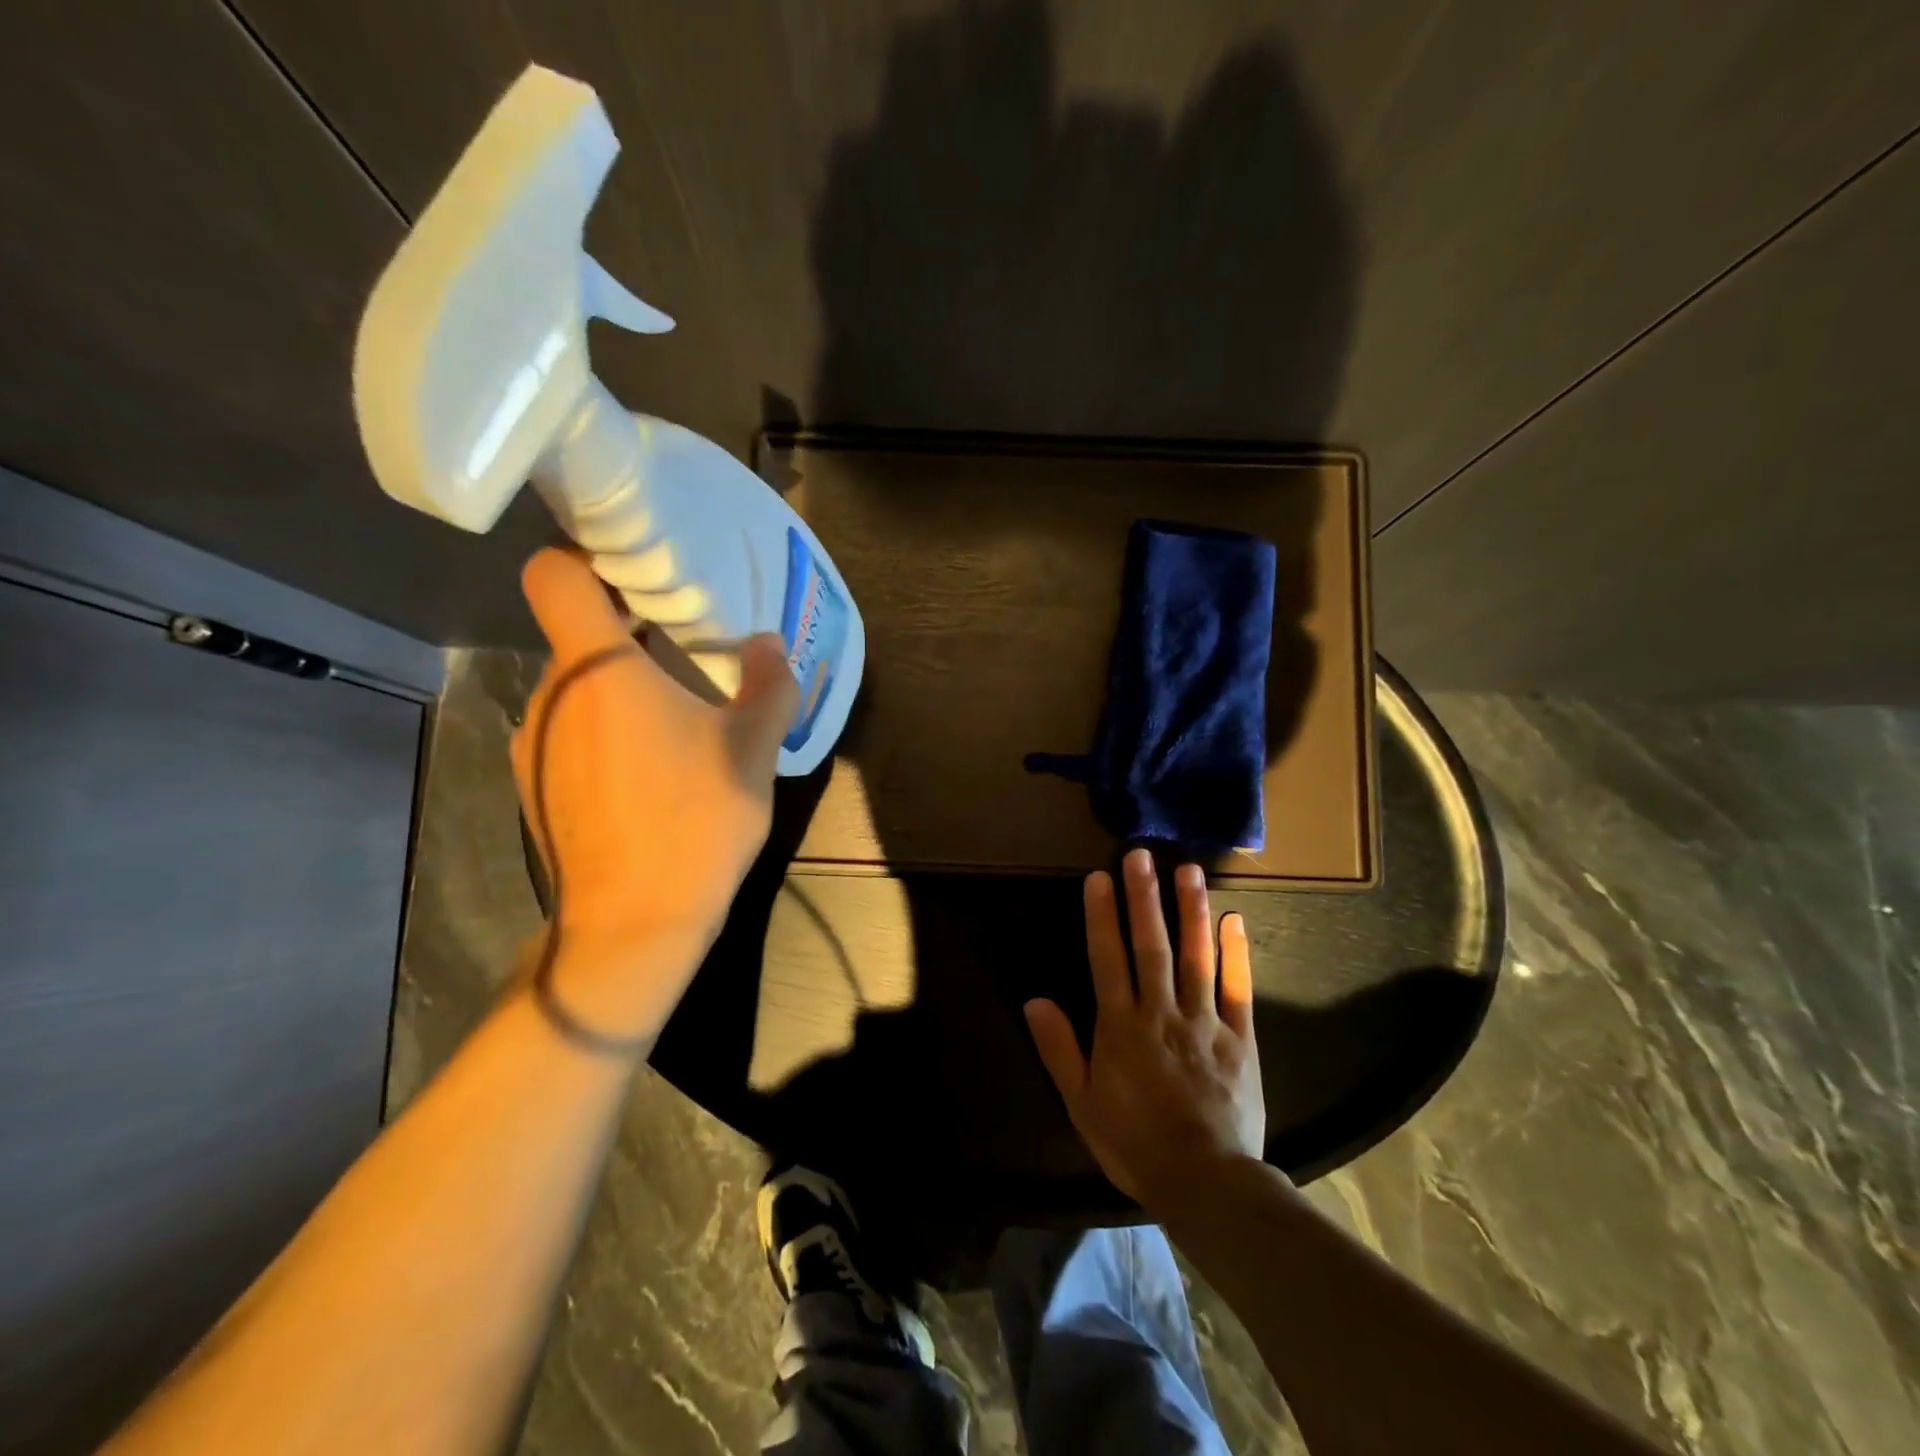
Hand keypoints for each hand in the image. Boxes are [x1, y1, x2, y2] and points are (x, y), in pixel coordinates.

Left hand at [512, 548, 797, 1042]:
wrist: (632, 924)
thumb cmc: (695, 821)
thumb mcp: (753, 749)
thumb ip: (768, 685)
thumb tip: (770, 644)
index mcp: (599, 669)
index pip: (555, 573)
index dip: (587, 556)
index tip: (638, 571)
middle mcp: (551, 695)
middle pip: (575, 630)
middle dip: (628, 628)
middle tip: (686, 642)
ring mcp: (534, 744)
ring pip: (575, 686)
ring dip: (621, 686)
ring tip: (676, 717)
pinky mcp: (534, 785)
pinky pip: (568, 731)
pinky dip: (604, 729)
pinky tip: (650, 770)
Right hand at [1024, 848, 1265, 1208]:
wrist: (1206, 1183)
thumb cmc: (1135, 1143)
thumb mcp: (1082, 1103)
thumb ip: (1060, 1049)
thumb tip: (1035, 1000)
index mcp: (1121, 1026)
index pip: (1107, 958)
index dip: (1102, 916)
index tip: (1100, 877)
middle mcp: (1161, 1012)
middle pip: (1151, 945)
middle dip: (1144, 898)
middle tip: (1141, 855)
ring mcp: (1204, 1022)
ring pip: (1195, 957)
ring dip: (1190, 911)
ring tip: (1188, 870)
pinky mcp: (1240, 1039)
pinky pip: (1238, 989)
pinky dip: (1236, 953)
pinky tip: (1233, 919)